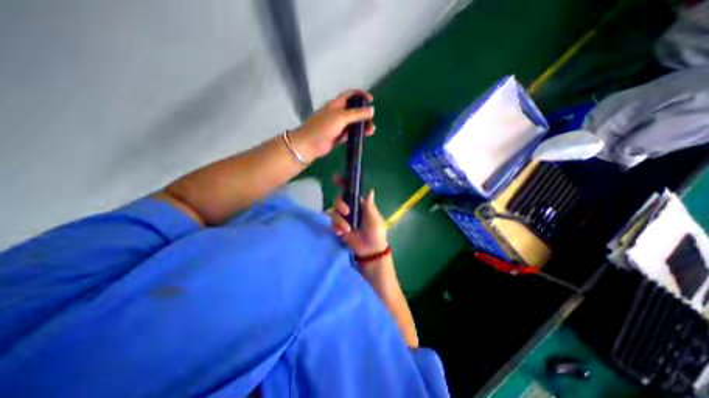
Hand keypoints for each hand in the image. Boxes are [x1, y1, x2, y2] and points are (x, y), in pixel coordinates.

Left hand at [287, 91, 375, 161]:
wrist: (310, 144)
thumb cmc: (324, 126)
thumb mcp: (341, 117)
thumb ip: (357, 114)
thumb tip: (372, 110)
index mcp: (336, 104)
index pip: (349, 95)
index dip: (360, 95)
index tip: (371, 100)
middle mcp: (338, 113)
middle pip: (353, 110)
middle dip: (363, 112)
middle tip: (371, 118)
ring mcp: (338, 126)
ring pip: (353, 123)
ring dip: (362, 124)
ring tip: (371, 129)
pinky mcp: (339, 136)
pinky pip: (351, 133)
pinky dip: (358, 133)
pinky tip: (365, 134)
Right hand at [328, 189, 386, 256]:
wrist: (370, 250)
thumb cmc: (376, 232)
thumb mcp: (374, 219)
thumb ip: (369, 206)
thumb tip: (370, 190)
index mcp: (359, 204)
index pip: (350, 191)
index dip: (343, 183)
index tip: (335, 177)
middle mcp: (350, 209)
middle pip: (338, 200)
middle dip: (340, 204)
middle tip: (346, 212)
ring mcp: (343, 219)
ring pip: (333, 212)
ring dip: (339, 220)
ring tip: (348, 230)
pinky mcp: (339, 228)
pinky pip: (332, 224)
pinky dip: (336, 227)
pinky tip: (342, 233)